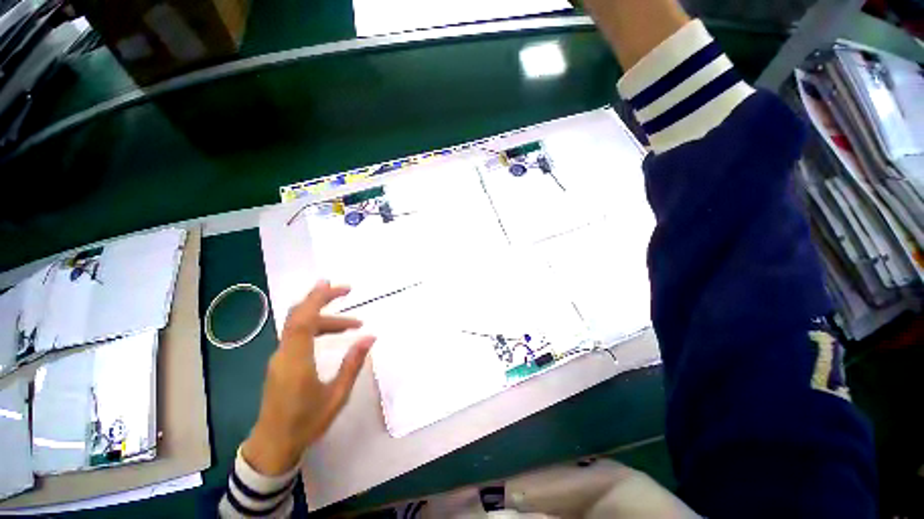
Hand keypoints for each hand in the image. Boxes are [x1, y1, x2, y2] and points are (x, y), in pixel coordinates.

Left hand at [241, 281, 375, 474]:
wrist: (273, 446)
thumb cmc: (306, 423)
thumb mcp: (336, 395)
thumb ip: (353, 364)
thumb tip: (369, 337)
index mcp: (296, 361)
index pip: (303, 320)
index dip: (316, 299)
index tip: (332, 284)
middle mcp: (284, 354)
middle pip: (298, 316)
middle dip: (321, 299)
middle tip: (346, 291)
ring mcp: (280, 358)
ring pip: (299, 325)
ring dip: (325, 318)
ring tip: (354, 325)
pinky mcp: (281, 362)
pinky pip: (297, 335)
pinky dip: (317, 327)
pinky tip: (334, 334)